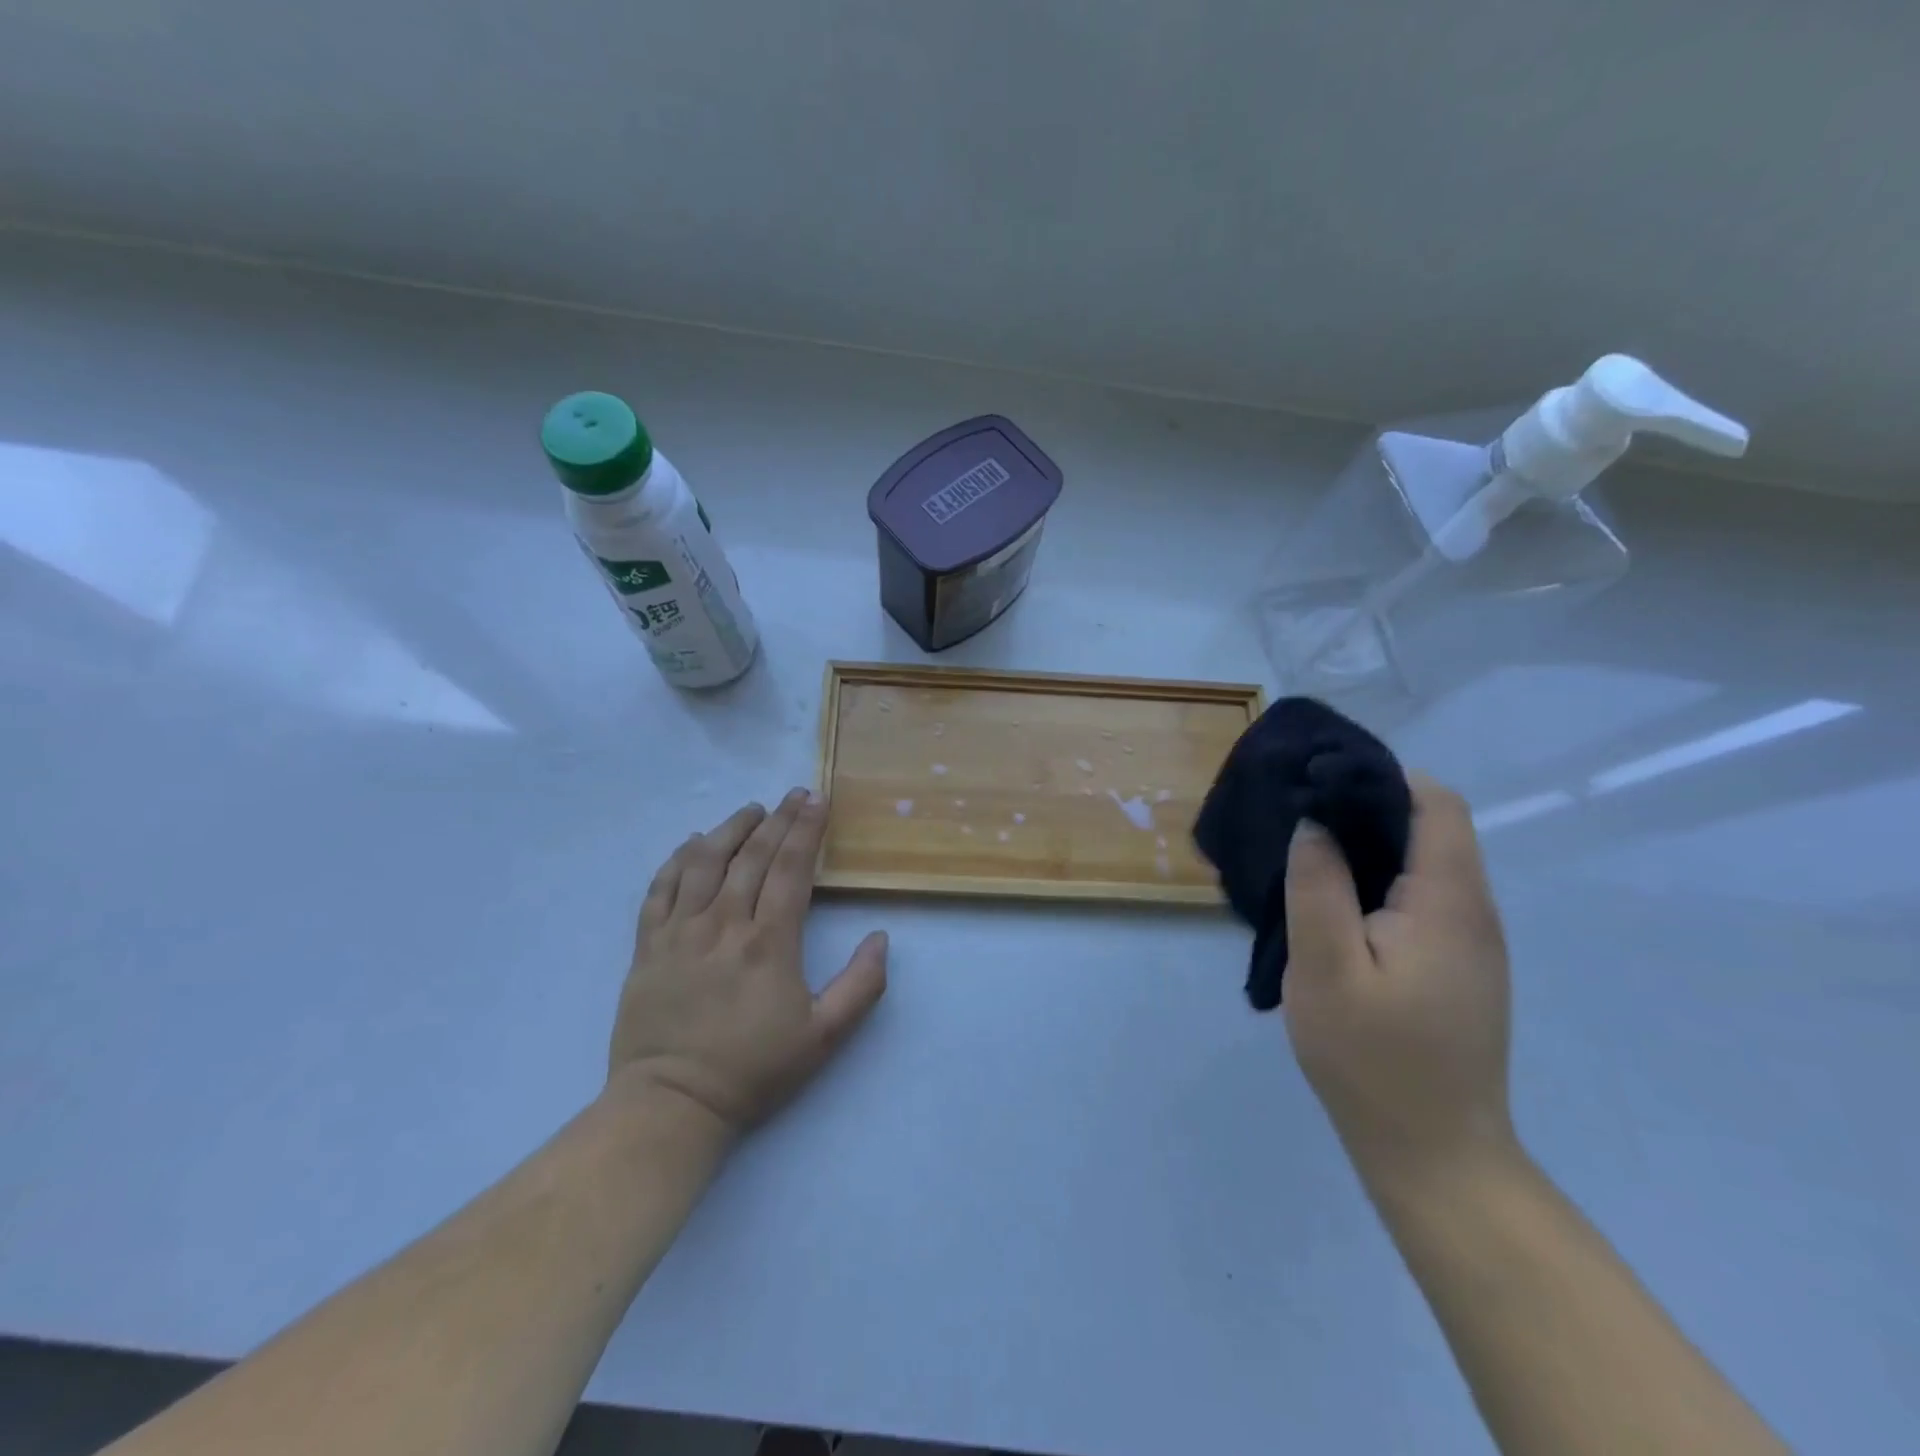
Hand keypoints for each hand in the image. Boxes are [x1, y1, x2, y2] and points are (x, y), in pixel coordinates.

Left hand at [608, 789, 888, 1136]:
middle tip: (794, 795)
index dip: (806, 830)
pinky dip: (678, 859)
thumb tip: (880, 937)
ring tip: (751, 810)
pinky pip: (660, 888)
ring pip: (704, 862)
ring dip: (730, 829)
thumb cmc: (753, 1069)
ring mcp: (680, 931)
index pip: (791, 869)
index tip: (818, 800)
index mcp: (768, 942)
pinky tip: (694, 843)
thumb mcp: (824, 1037)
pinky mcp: (648, 945)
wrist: (672, 1103)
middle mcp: (723, 924)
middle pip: (752, 856)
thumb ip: (861, 986)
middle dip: (778, 819)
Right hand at [1281, 773, 1515, 1185]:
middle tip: (1297, 816)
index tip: (1320, 784)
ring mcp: (1470, 943)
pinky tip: (1333, 904)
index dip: (1382, 780)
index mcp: (1448, 903)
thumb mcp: (1325, 968)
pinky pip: (1420, 900)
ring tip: (1305, 854)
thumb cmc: (1373, 1059)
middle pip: (1431, 829)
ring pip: (1423, 865)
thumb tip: (1315, 823)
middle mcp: (1472, 912)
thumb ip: (1318, 886)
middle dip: (1365, 809)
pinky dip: (1377, 883)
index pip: (1437, 805)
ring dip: (1368, 848)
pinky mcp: (1457, 967)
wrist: (1434, 1155)